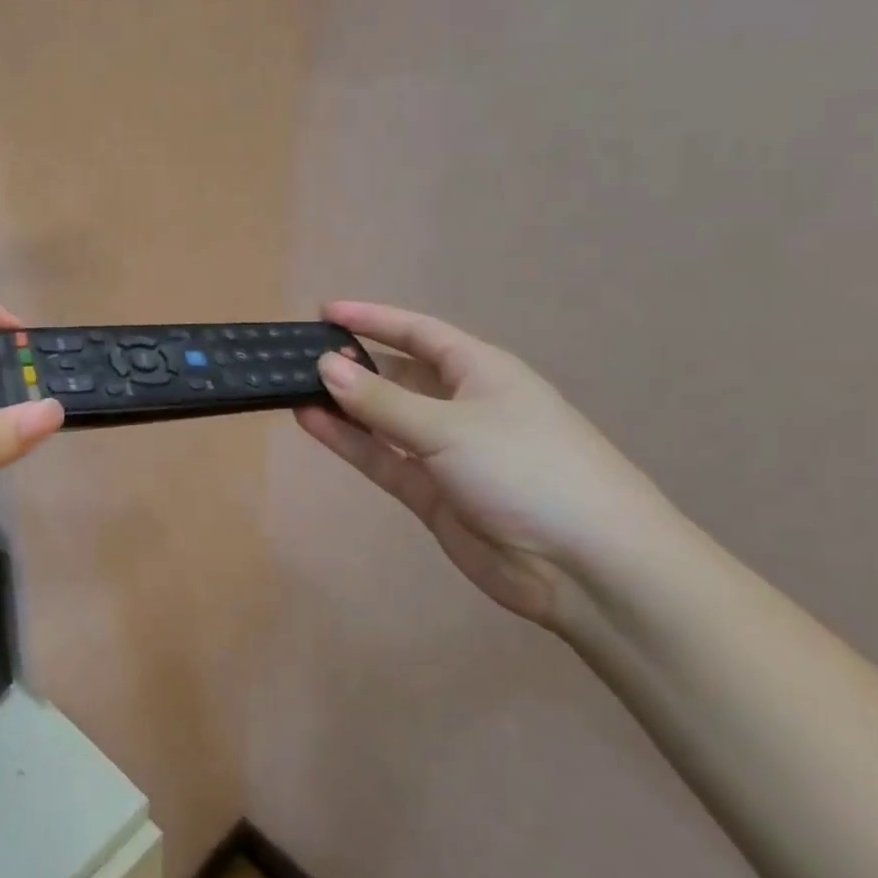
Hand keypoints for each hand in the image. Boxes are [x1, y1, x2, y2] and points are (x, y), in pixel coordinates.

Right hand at [296, 301, 678, 624]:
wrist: (584, 565)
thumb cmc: (525, 468)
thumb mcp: (449, 426)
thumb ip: (381, 400)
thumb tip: (326, 366)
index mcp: (481, 371)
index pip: (418, 333)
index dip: (374, 319)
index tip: (325, 312)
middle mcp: (462, 405)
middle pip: (398, 375)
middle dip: (354, 365)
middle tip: (298, 359)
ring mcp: (446, 451)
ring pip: (384, 419)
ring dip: (344, 405)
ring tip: (293, 389)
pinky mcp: (432, 494)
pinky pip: (382, 458)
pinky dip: (350, 442)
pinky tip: (311, 423)